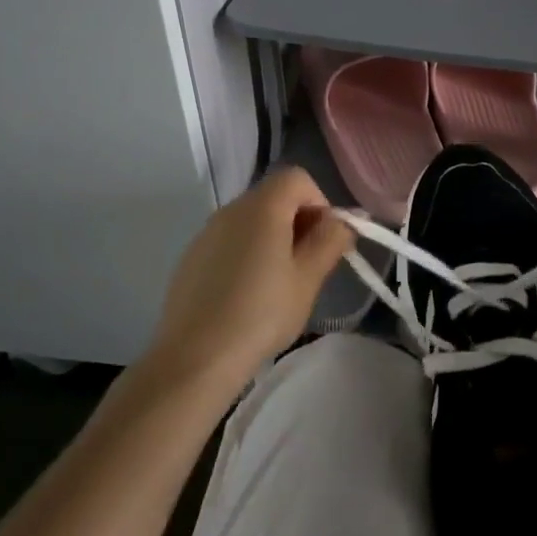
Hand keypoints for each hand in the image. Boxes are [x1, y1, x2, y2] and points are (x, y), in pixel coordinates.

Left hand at [145, 167, 354, 391]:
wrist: (195, 357)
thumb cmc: (261, 314)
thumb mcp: (307, 279)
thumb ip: (330, 241)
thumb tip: (344, 221)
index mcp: (262, 207)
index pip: (297, 178)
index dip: (319, 202)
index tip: (325, 240)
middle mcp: (231, 209)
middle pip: (274, 196)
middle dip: (299, 221)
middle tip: (309, 265)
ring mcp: (207, 232)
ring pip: (251, 220)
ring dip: (273, 238)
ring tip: (279, 284)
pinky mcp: (191, 257)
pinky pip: (230, 241)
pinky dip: (247, 253)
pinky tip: (247, 294)